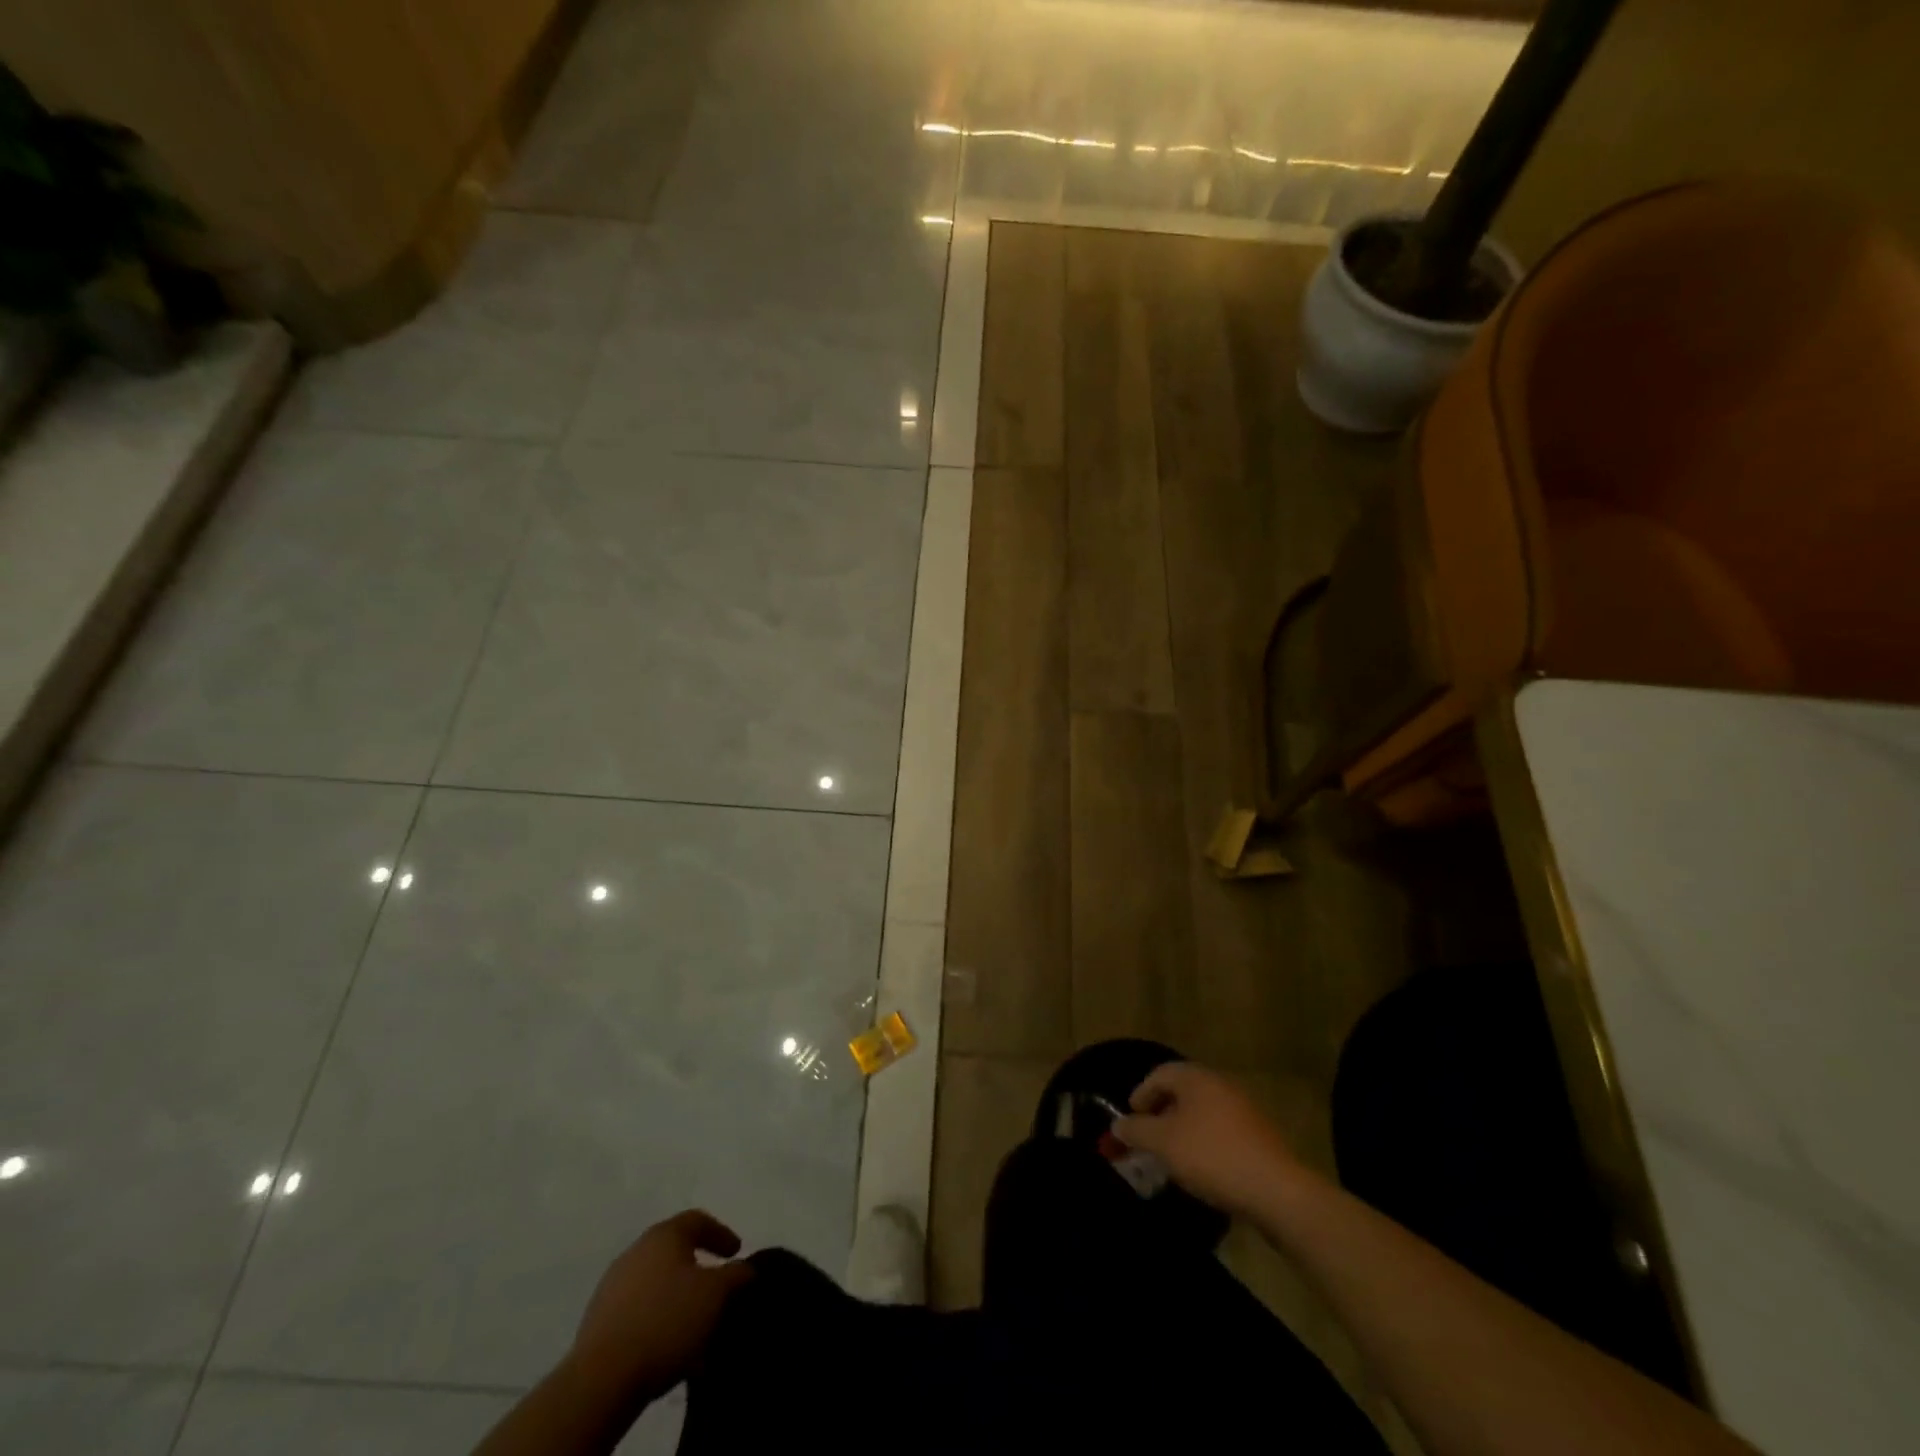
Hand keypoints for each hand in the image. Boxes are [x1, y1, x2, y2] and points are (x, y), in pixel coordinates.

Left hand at [569, 1210, 753, 1396]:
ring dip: (678, 1298)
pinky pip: (639, 1311)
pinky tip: (669, 1345)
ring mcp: (612, 1286)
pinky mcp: (598, 1321)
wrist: (601, 1379)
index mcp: (664, 1235)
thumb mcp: (716, 1294)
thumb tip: (744, 1268)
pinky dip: (658, 1319)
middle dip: (699, 1269)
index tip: (737, 1253)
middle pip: (675, 1251)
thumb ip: (736, 1275)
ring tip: (695, 1324)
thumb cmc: (666, 1321)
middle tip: (717, 1289)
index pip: (698, 1220)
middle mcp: (636, 1251)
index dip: (721, 1234)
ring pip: (657, 1284)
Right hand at [1114, 1062, 1304, 1216]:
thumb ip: (1136, 1130)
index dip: (1140, 1094)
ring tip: (1172, 1155)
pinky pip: (1220, 1129)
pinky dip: (1204, 1141)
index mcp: (1196, 1078)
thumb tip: (1118, 1125)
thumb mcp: (1163, 1143)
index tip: (1131, 1119)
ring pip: (1201, 1111)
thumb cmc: (1212, 1156)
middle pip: (1181, 1091)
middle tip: (1148, 1136)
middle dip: (1160, 1112)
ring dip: (1182, 1128)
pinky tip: (1201, 1166)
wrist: (1275, 1190)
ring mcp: (1243, 1109)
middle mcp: (1220, 1084)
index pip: (1159, 1073)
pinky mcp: (1258, 1135)